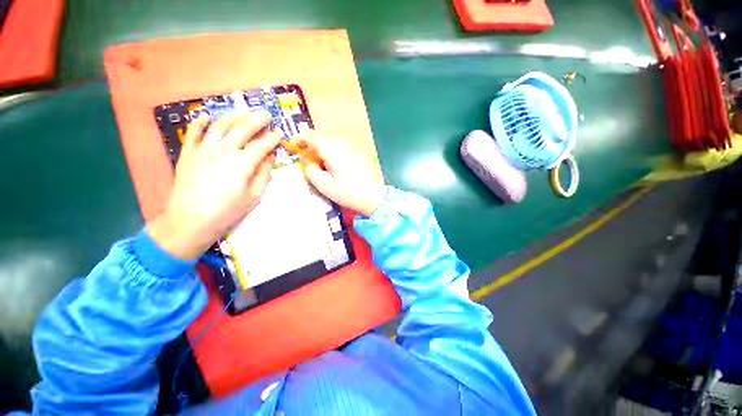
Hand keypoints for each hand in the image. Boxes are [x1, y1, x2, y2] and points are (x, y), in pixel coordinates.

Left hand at [147, 111, 282, 259]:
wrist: (190, 221)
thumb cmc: (228, 211)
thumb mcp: (254, 196)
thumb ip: (264, 173)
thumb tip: (270, 156)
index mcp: (243, 163)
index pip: (262, 145)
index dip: (273, 138)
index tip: (280, 133)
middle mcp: (224, 150)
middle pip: (243, 128)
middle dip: (257, 120)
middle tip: (266, 114)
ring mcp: (203, 149)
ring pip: (220, 125)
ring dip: (234, 116)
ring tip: (243, 112)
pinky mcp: (188, 152)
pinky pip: (193, 132)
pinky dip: (199, 122)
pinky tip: (206, 117)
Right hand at [290, 132, 386, 216]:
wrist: (376, 197)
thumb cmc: (349, 193)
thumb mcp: (325, 185)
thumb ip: (310, 170)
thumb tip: (307, 160)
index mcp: (332, 149)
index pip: (311, 135)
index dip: (299, 139)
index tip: (293, 147)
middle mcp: (343, 142)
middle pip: (322, 138)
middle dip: (312, 147)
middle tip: (309, 163)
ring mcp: (354, 146)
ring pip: (333, 142)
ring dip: (324, 151)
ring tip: (324, 168)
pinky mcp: (361, 152)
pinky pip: (343, 147)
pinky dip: (335, 153)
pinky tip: (338, 168)